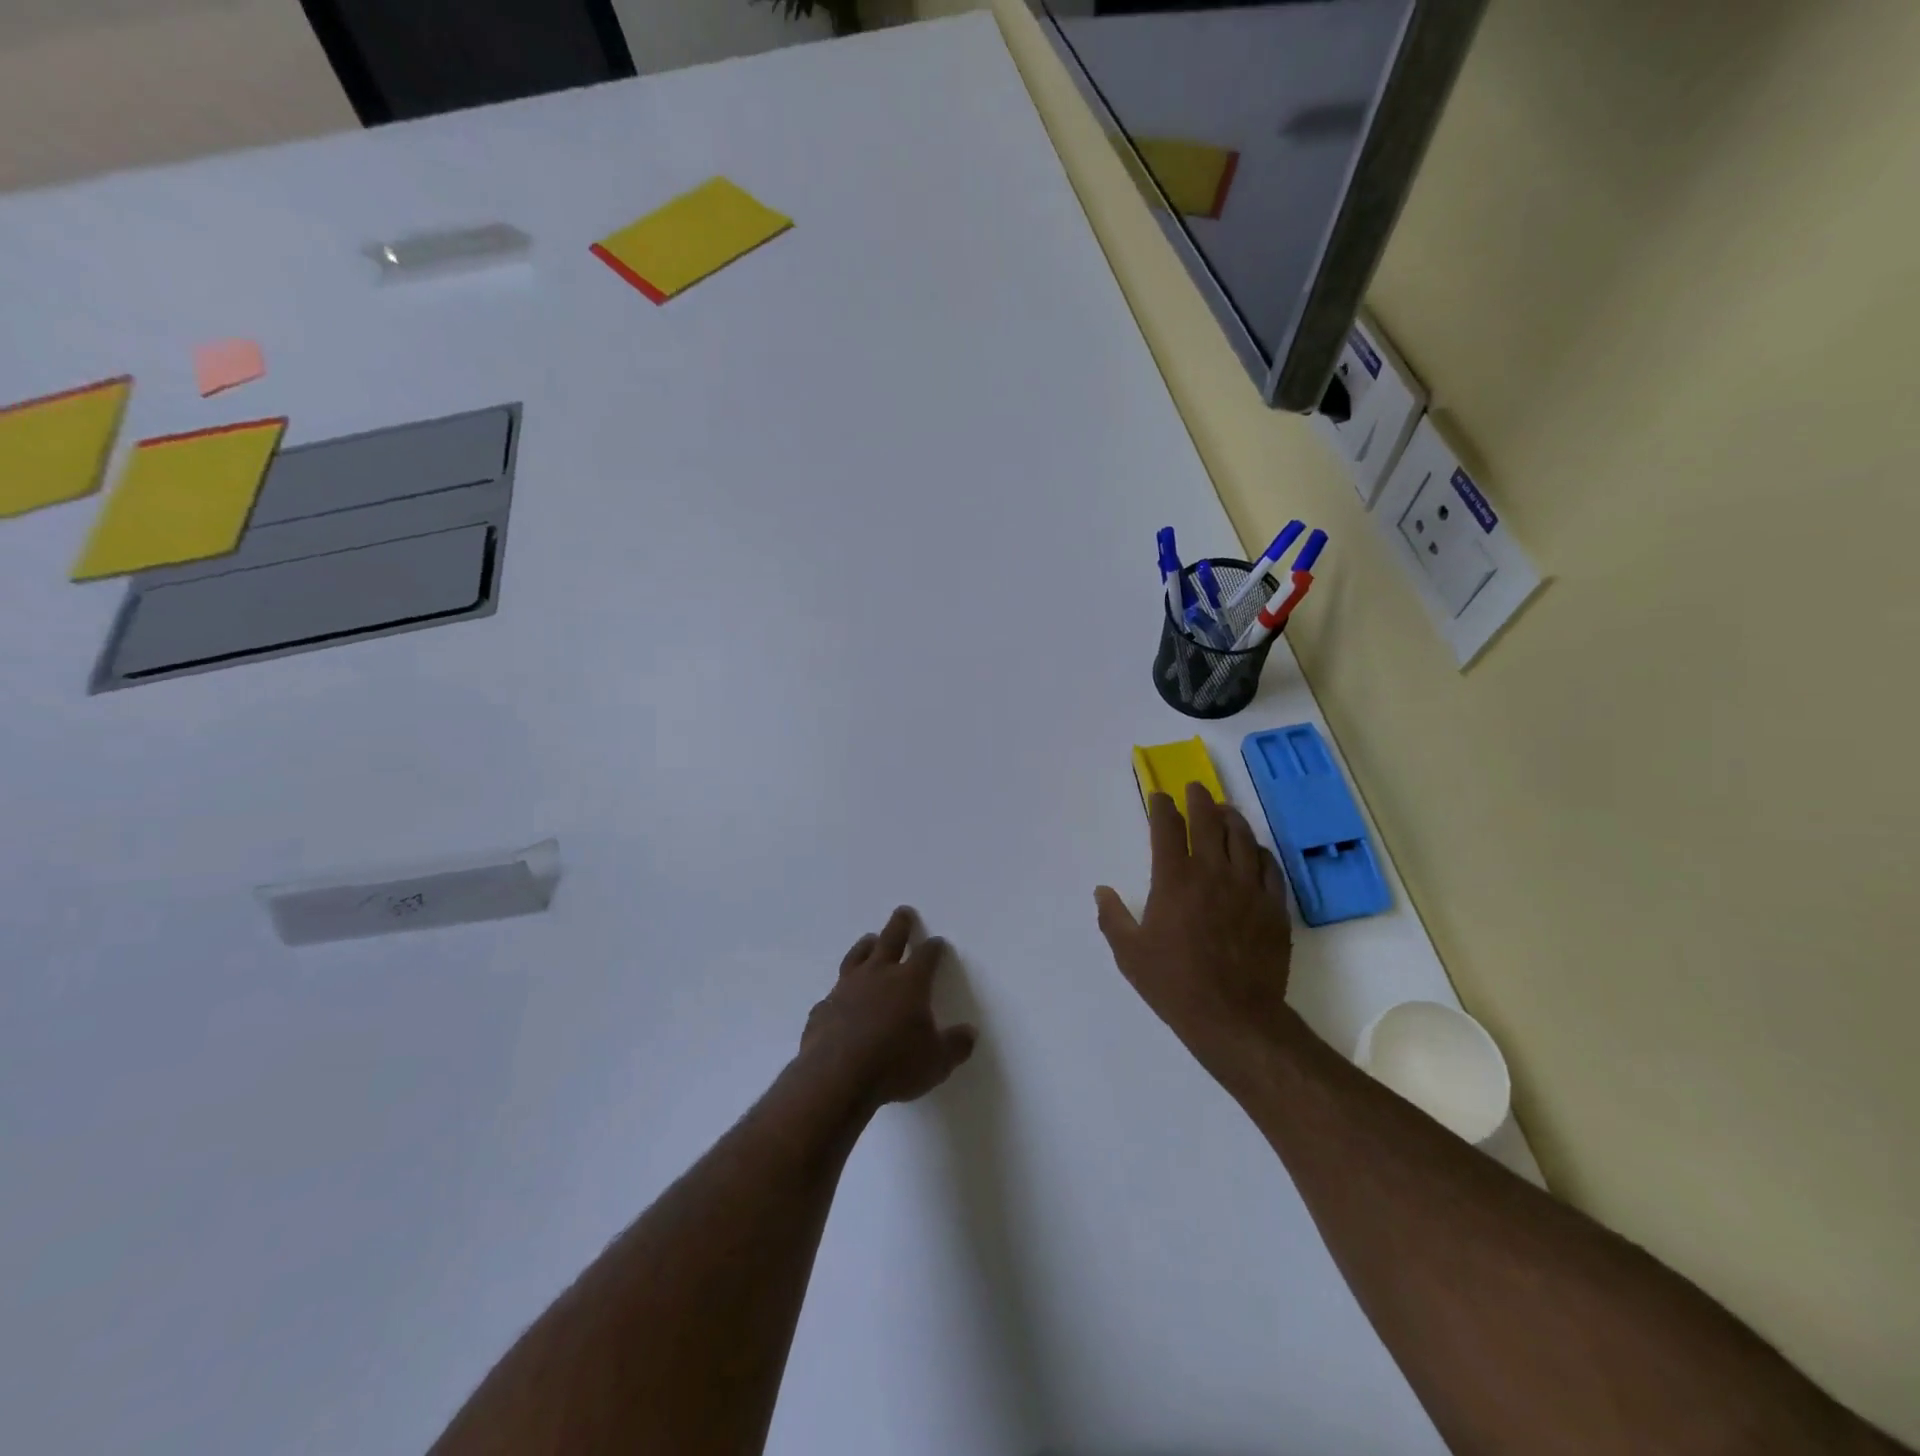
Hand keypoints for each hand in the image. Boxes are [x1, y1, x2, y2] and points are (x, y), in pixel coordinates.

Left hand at [799, 907, 977, 1107]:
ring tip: (869, 940)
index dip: (934, 948)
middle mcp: (877, 976)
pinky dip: (840, 993)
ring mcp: (845, 989)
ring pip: (857, 957)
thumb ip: (956, 1045)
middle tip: (903, 912)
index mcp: (909, 982)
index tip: (938, 942)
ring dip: (865, 946)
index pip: (926, 955)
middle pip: (890, 940)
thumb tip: (970, 1033)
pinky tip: (840, 1000)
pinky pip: (834, 994)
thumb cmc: (894, 1065)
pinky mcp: (823, 1009)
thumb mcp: (937, 1061)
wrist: (836, 1078)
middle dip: (900, 925)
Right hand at [1095, 783, 1294, 1072]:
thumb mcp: (1129, 953)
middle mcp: (1212, 873)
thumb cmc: (1174, 983)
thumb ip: (1112, 917)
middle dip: (1199, 799)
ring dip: (1231, 817)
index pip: (1167, 828)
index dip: (1162, 807)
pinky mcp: (1273, 907)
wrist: (1233, 1017)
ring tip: (1225, 809)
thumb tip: (1102, 891)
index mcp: (1174, 880)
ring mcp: (1248, 888)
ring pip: (1242, 838)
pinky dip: (1259, 851)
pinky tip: (1254, 850)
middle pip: (1209, 821)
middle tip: (1195, 788)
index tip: (1159, 796)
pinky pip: (1269, 867)